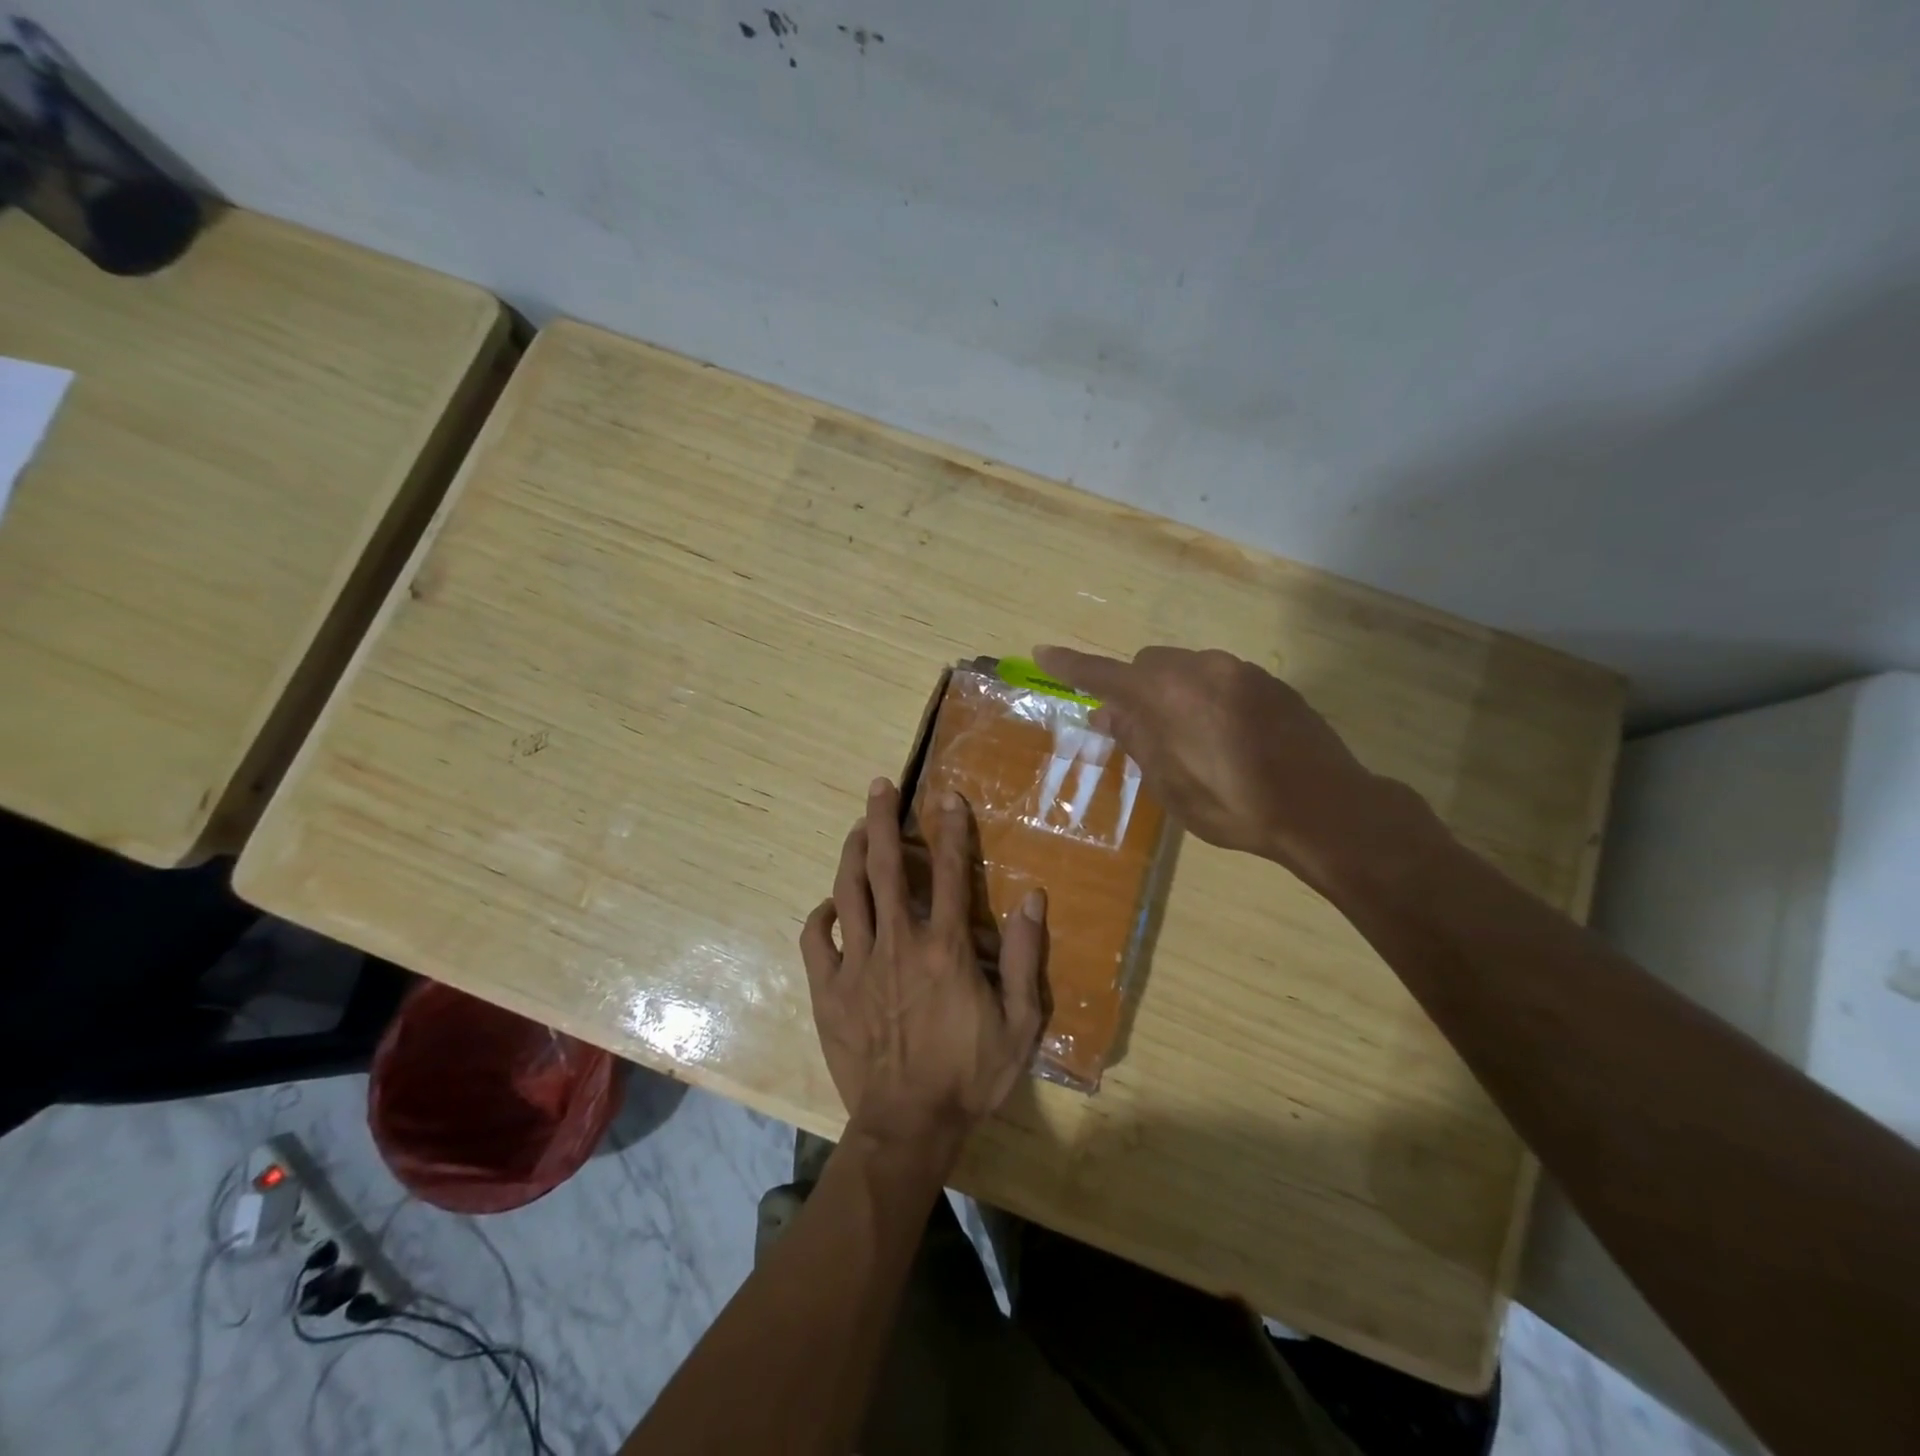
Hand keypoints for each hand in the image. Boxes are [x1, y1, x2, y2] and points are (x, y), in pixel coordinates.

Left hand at [800, 778, 1048, 1146]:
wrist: (908, 1127)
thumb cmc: (970, 1075)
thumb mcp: (1020, 1024)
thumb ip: (1027, 958)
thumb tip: (1033, 898)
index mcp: (945, 948)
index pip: (947, 871)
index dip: (949, 829)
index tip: (946, 797)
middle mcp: (898, 943)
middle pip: (885, 867)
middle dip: (881, 820)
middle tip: (878, 787)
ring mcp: (858, 965)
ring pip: (847, 892)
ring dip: (851, 853)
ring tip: (857, 828)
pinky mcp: (829, 990)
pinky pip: (816, 940)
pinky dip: (821, 915)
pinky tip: (830, 905)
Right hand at [1033, 644, 1424, 892]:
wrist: (1326, 808)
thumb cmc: (1237, 807)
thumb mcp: (1173, 787)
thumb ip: (1137, 741)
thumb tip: (1107, 713)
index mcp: (1169, 697)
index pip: (1106, 675)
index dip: (1072, 666)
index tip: (1043, 652)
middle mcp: (1202, 669)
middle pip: (1149, 664)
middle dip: (1136, 689)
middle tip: (1139, 730)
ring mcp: (1240, 671)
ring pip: (1186, 668)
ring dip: (1173, 693)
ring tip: (1190, 741)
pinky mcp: (1270, 682)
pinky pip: (1220, 678)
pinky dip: (1206, 696)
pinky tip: (1226, 737)